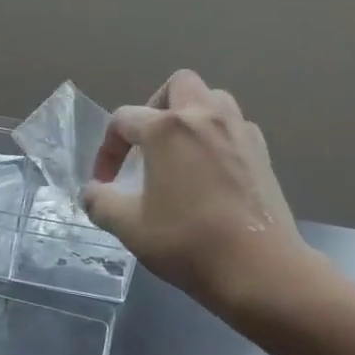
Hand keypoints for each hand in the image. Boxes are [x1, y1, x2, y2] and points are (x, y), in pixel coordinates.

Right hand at [81, 70, 307, 311]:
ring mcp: (239, 131)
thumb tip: (92, 193)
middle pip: (178, 85)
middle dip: (155, 106)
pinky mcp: (263, 152)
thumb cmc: (187, 243)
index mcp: (166, 129)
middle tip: (147, 142)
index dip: (107, 150)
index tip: (105, 183)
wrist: (260, 269)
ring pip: (213, 98)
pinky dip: (219, 136)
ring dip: (191, 115)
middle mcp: (204, 117)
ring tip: (180, 151)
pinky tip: (212, 170)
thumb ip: (101, 203)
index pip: (123, 120)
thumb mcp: (129, 227)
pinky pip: (236, 126)